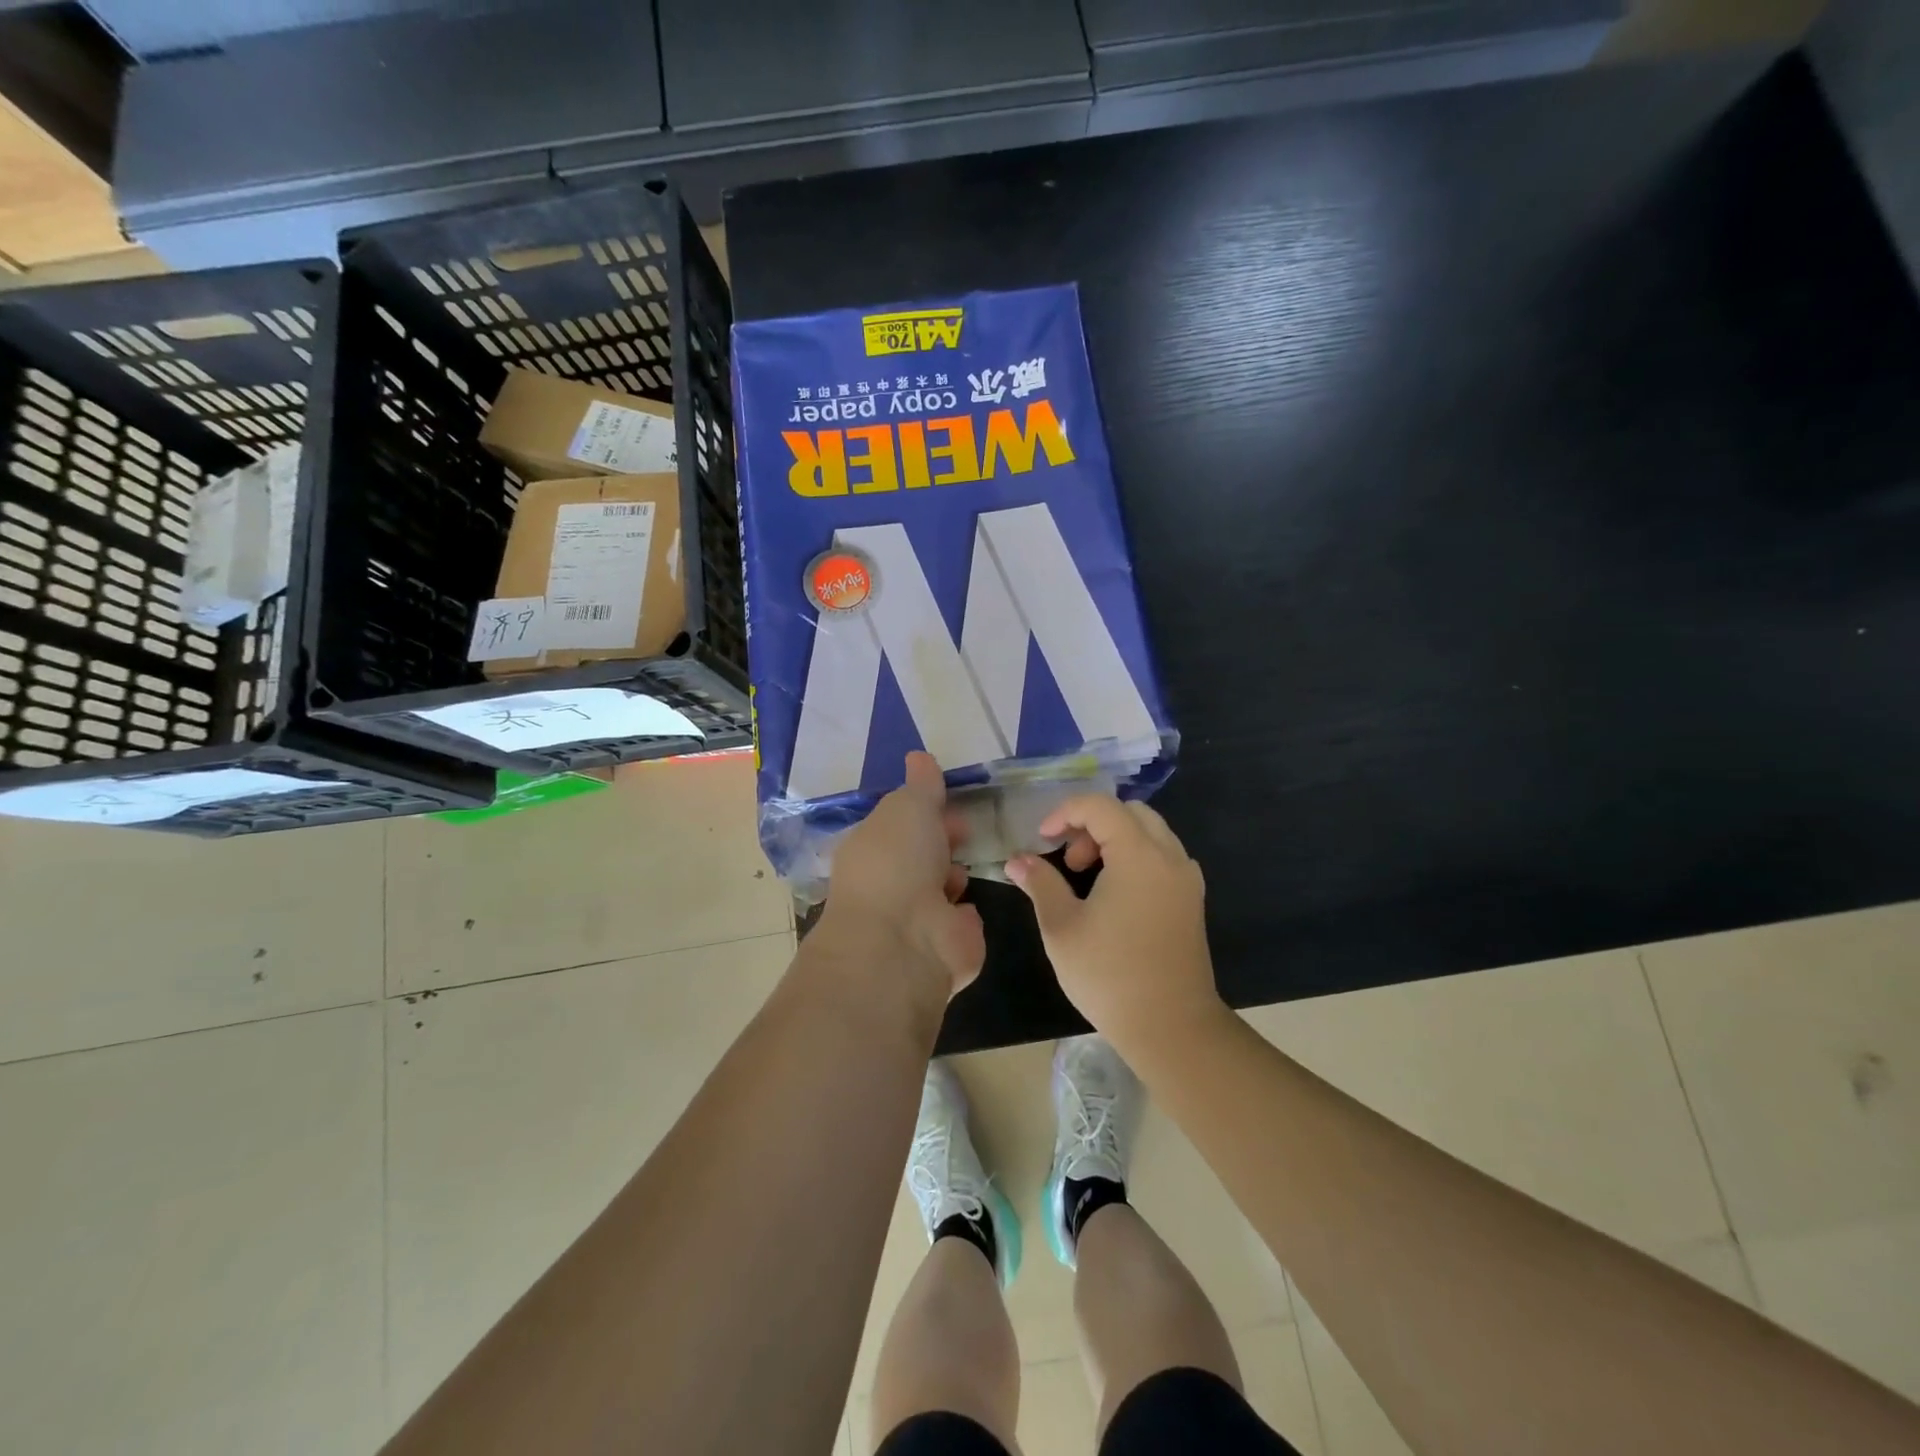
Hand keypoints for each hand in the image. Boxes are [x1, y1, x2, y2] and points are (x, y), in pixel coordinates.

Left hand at [821, 752, 985, 999]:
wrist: (905, 940)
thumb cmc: (898, 862)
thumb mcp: (909, 806)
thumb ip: (921, 785)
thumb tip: (919, 756)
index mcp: (871, 848)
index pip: (900, 823)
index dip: (925, 811)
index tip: (950, 804)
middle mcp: (888, 882)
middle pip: (923, 853)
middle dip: (944, 842)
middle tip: (965, 832)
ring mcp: (914, 918)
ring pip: (942, 887)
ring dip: (954, 877)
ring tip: (958, 876)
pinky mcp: (943, 947)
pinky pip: (960, 921)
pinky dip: (966, 914)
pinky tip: (967, 909)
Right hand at [1007, 796, 1223, 1052]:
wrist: (1171, 1026)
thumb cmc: (1110, 974)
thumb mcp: (1062, 927)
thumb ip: (1040, 883)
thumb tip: (1017, 861)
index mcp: (1139, 855)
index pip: (1100, 806)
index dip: (1065, 813)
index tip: (1042, 840)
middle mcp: (1169, 856)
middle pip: (1129, 812)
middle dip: (1092, 825)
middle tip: (1068, 861)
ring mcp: (1186, 878)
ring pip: (1149, 832)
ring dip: (1114, 840)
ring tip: (1086, 877)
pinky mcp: (1191, 900)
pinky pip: (1162, 856)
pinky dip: (1135, 857)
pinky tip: (1114, 894)